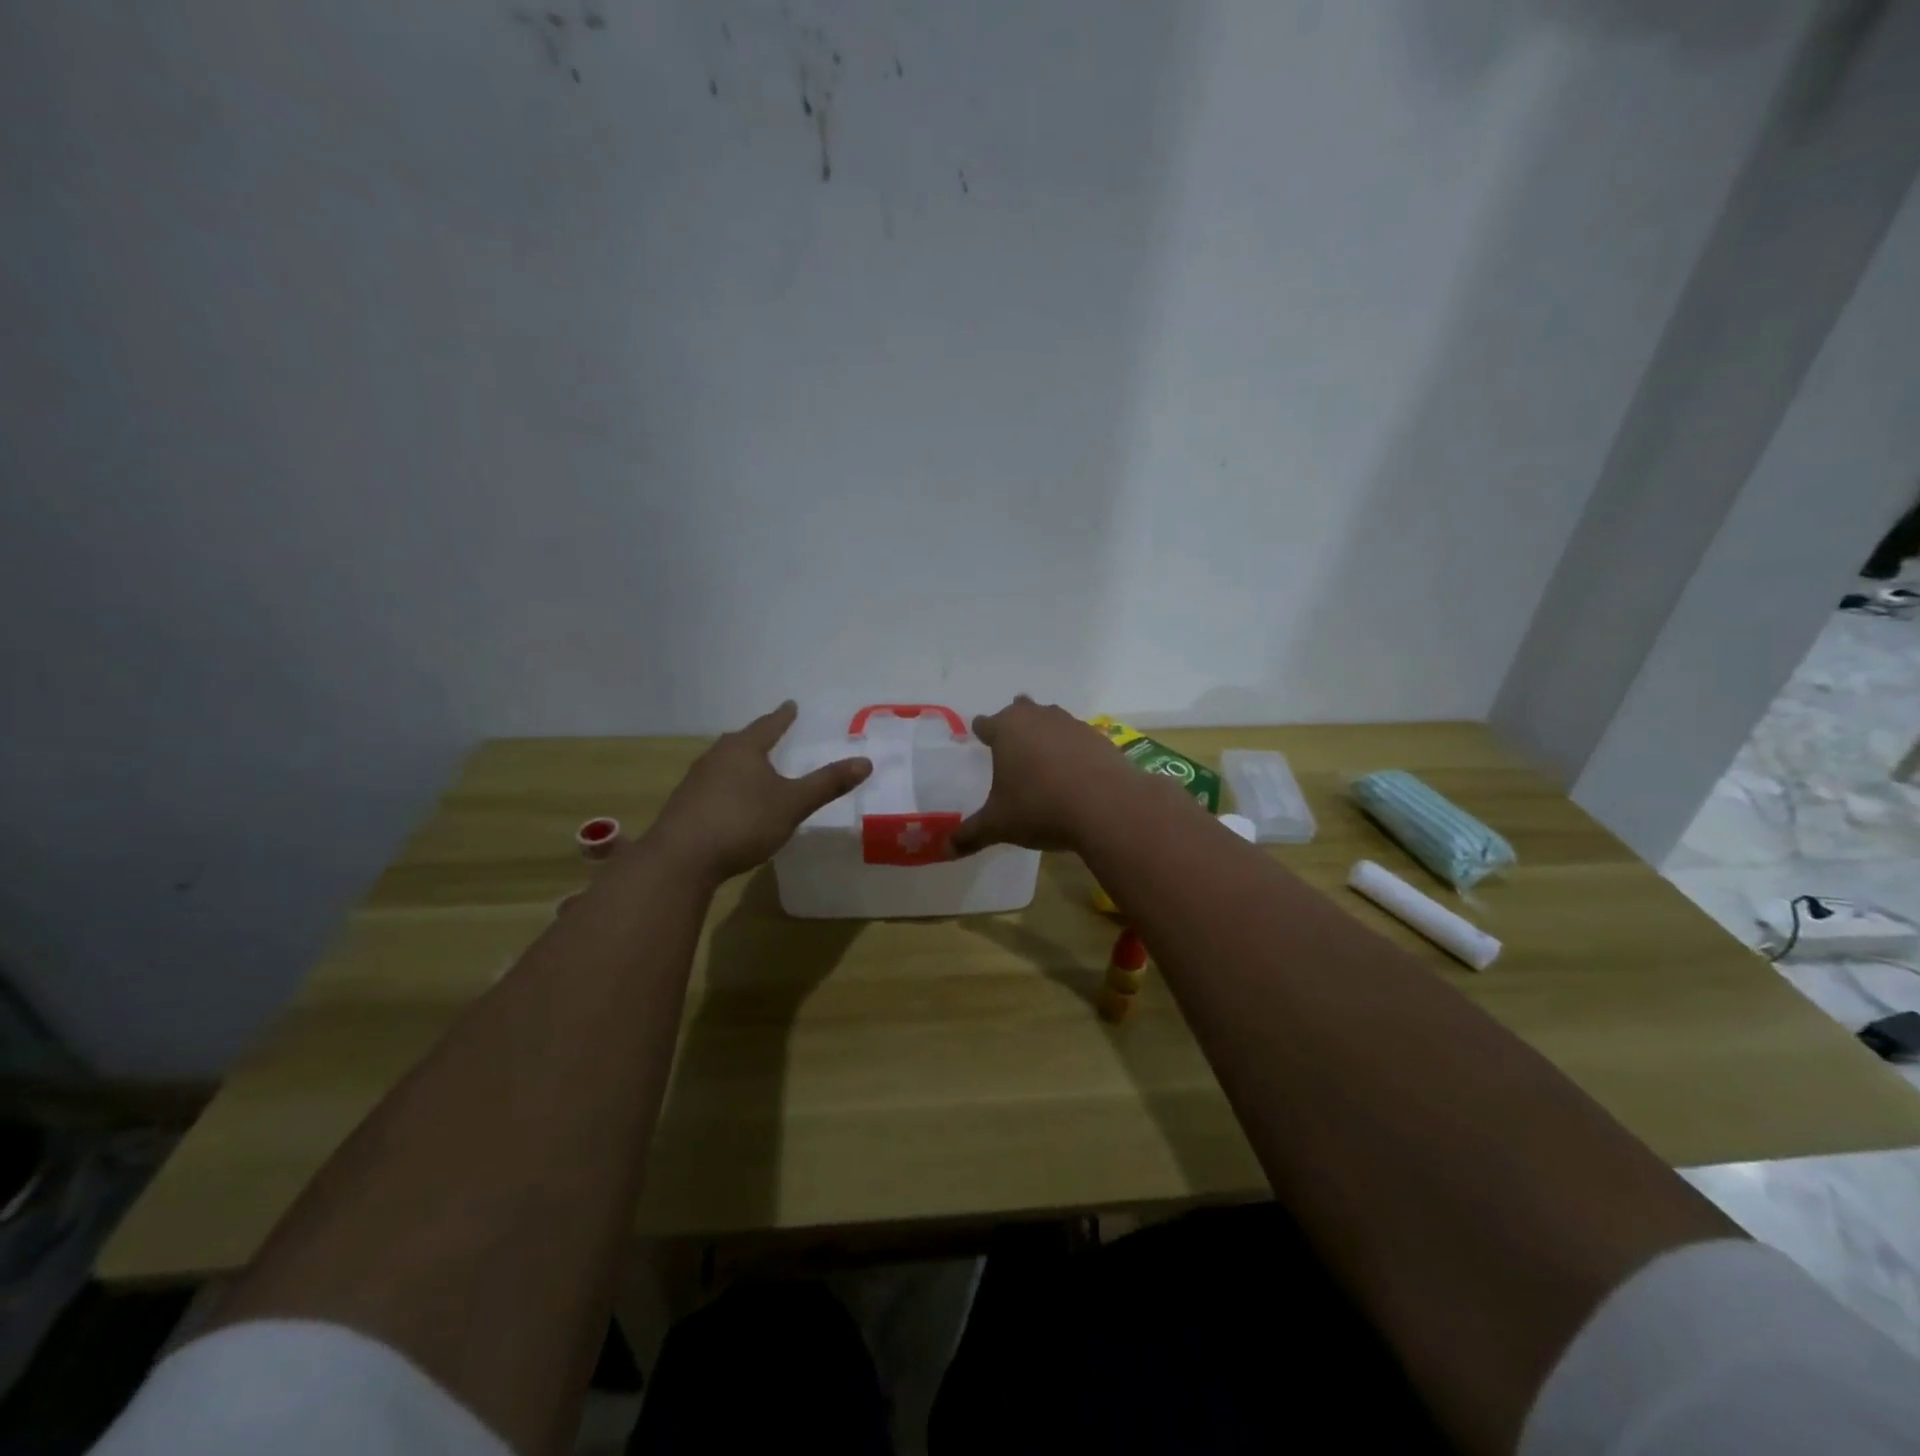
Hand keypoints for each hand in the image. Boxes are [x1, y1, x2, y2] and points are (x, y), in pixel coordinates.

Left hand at [643, 702, 870, 883]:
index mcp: (744, 749)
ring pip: (723, 763)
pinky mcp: (685, 806)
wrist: (681, 859)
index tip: (791, 705)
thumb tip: (865, 761)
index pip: (768, 725)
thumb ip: (827, 784)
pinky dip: (727, 786)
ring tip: (753, 767)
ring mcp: (696, 781)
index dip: (783, 717)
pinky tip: (732, 801)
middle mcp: (716, 757)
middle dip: (757, 738)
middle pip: (741, 741)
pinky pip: (712, 785)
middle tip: (771, 734)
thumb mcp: (793, 804)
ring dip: (740, 763)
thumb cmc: (742, 822)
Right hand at [949, 696, 1138, 855]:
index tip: (979, 736)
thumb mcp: (999, 825)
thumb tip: (946, 850)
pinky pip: (1077, 736)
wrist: (1106, 805)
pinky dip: (1072, 748)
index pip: (985, 723)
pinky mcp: (1099, 737)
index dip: (981, 730)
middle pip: (1020, 709)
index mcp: (1006, 730)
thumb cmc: (1040, 808)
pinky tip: (1073, 769)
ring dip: (1045, 731)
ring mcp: (1071, 724)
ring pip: (1051, 718)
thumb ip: (971, 834)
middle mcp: (1037, 718)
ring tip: (1042, 753)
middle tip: (1011, 739)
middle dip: (1014, 721)